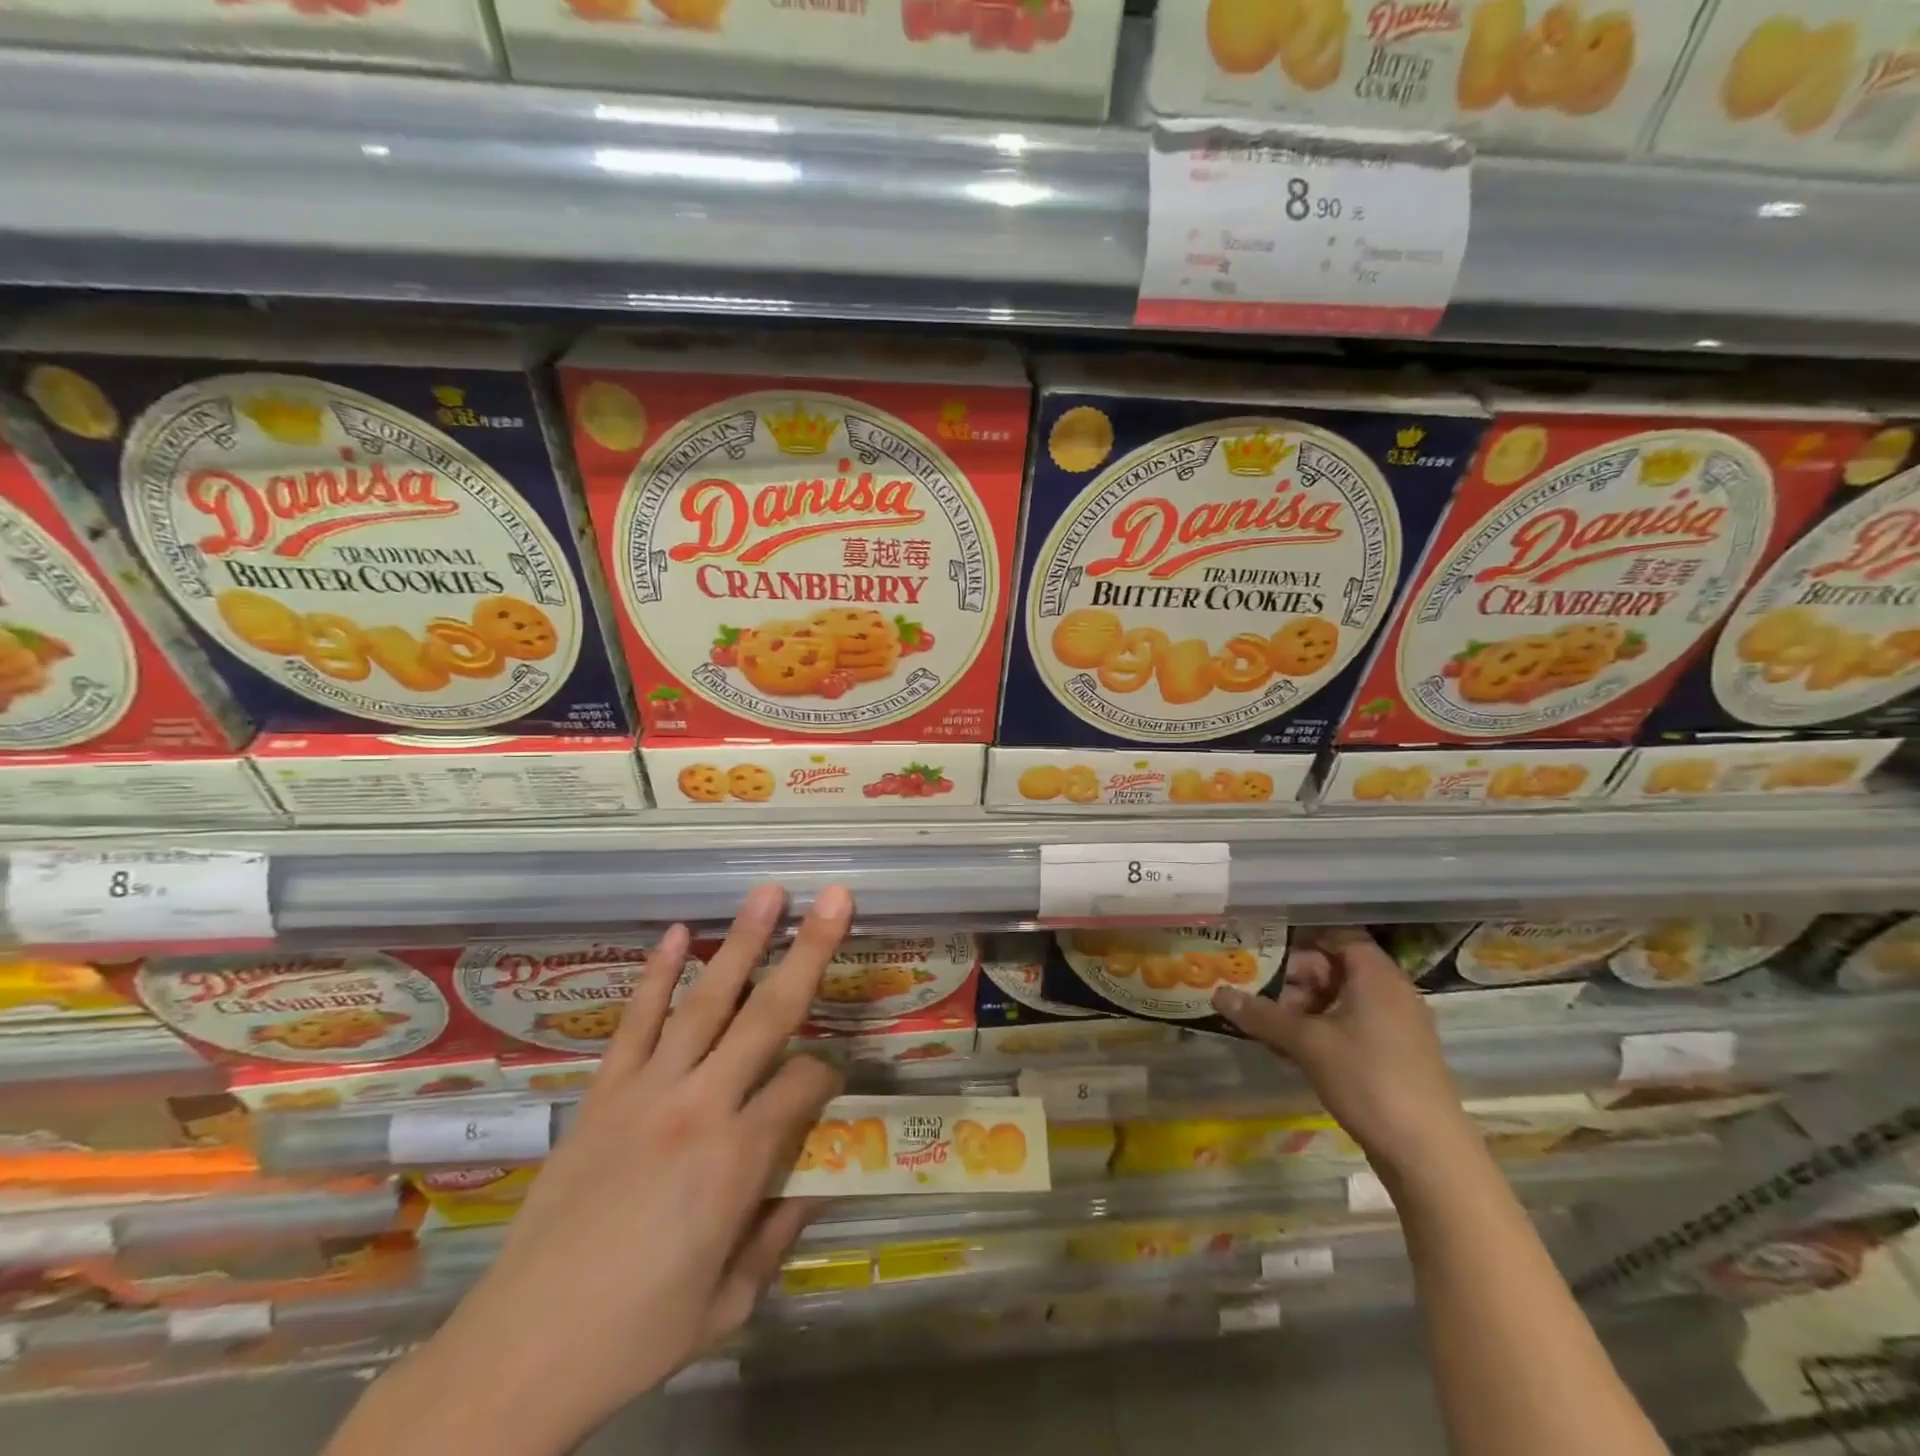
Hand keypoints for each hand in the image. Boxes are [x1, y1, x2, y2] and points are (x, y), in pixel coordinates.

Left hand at [332, 884, 850, 1455]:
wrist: (516, 1354)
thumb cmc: (636, 1335)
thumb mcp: (729, 1303)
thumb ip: (778, 1233)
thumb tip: (812, 1182)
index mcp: (737, 1160)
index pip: (806, 1084)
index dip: (830, 1074)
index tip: (832, 1083)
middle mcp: (699, 1106)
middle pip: (768, 1014)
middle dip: (809, 951)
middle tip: (836, 897)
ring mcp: (645, 1091)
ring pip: (706, 1001)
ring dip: (742, 942)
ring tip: (768, 894)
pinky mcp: (602, 1093)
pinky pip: (635, 1022)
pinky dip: (657, 975)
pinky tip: (679, 933)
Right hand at [1211, 926, 1476, 1176]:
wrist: (1428, 1154)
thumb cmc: (1367, 1079)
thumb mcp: (1306, 1043)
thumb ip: (1262, 1015)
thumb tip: (1219, 993)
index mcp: (1376, 976)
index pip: (1338, 935)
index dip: (1301, 938)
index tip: (1264, 947)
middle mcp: (1391, 992)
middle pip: (1337, 968)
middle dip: (1296, 978)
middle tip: (1260, 992)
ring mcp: (1398, 1026)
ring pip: (1343, 999)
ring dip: (1306, 1007)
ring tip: (1271, 1024)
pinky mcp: (1397, 1055)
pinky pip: (1354, 1025)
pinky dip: (1324, 1029)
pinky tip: (1295, 1050)